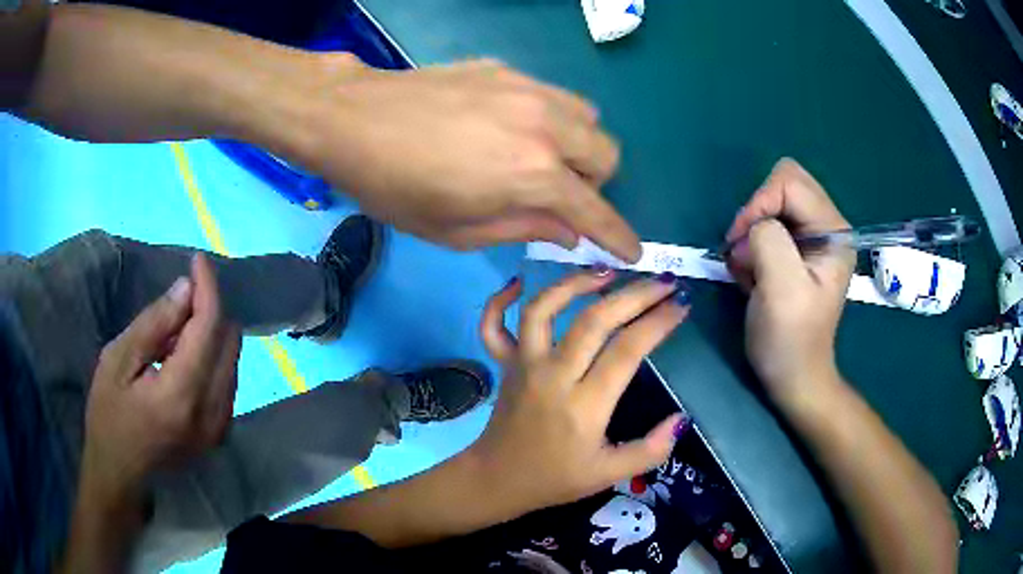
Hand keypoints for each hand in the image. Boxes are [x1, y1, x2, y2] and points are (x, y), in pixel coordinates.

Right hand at [81, 254, 240, 500]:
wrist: (119, 477)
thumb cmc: (108, 418)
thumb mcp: (117, 362)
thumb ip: (154, 325)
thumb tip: (186, 289)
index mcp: (182, 394)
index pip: (209, 327)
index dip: (208, 287)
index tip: (198, 259)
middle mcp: (212, 413)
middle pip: (229, 341)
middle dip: (210, 307)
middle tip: (184, 292)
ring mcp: (220, 428)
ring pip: (232, 361)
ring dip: (212, 333)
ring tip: (178, 325)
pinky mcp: (218, 435)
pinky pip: (227, 383)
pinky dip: (212, 357)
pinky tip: (185, 354)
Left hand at [293, 56, 639, 260]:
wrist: (354, 119)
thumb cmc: (395, 186)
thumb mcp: (457, 230)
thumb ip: (523, 229)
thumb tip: (569, 233)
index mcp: (531, 173)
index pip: (595, 210)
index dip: (618, 236)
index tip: (631, 252)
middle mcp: (545, 125)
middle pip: (608, 154)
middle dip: (596, 184)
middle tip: (561, 198)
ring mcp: (527, 90)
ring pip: (588, 117)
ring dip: (580, 146)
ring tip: (542, 159)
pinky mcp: (507, 71)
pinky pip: (554, 95)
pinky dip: (553, 119)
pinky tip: (514, 127)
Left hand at [475, 271, 688, 509]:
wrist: (497, 480)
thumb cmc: (555, 479)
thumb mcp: (608, 475)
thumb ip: (650, 450)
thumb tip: (681, 419)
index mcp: (584, 406)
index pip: (627, 350)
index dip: (657, 323)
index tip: (681, 305)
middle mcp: (552, 376)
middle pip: (594, 321)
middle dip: (634, 295)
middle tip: (662, 281)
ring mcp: (523, 365)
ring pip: (543, 311)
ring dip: (574, 283)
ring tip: (606, 270)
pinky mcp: (504, 365)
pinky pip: (493, 326)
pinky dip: (500, 301)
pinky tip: (519, 282)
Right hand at [725, 158, 854, 406]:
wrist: (793, 377)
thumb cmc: (790, 339)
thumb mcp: (781, 289)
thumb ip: (768, 240)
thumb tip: (753, 228)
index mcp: (834, 231)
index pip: (789, 182)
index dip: (759, 204)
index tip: (741, 242)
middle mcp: (827, 227)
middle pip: (782, 185)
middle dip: (756, 214)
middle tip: (744, 251)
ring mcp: (812, 238)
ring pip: (771, 205)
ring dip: (751, 234)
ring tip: (750, 270)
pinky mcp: (796, 251)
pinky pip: (766, 226)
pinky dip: (752, 245)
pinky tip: (754, 274)